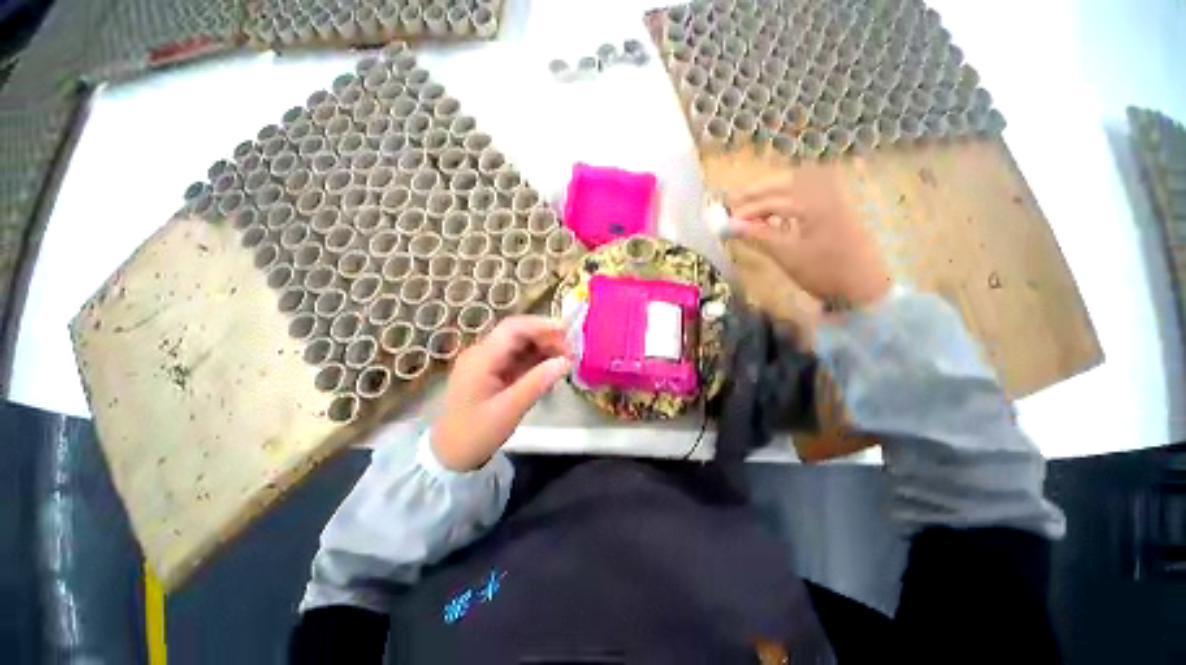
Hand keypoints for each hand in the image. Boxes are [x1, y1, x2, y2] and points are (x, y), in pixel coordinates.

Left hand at [431, 316, 569, 470]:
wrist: (450, 456)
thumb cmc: (476, 434)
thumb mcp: (509, 410)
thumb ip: (537, 383)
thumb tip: (565, 362)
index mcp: (481, 358)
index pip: (513, 328)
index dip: (541, 325)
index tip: (567, 332)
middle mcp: (483, 353)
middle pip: (518, 334)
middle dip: (546, 338)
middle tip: (571, 351)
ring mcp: (487, 363)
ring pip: (520, 345)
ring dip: (543, 348)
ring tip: (566, 359)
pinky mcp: (493, 372)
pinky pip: (518, 359)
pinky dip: (536, 361)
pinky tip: (551, 369)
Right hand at [727, 165, 892, 306]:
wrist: (863, 287)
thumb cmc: (824, 272)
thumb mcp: (787, 255)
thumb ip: (758, 236)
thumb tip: (730, 227)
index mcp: (814, 204)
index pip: (773, 201)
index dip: (748, 210)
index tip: (728, 221)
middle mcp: (826, 193)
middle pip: (787, 181)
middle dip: (759, 190)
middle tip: (735, 199)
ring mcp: (835, 199)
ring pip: (800, 184)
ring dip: (775, 190)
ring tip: (753, 203)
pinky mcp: (838, 209)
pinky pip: (810, 193)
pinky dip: (790, 198)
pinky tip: (778, 213)